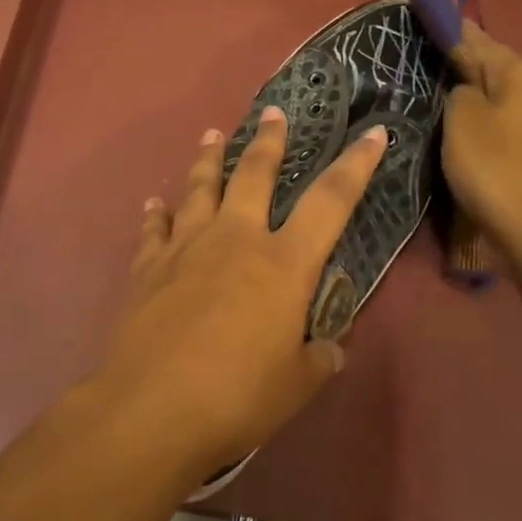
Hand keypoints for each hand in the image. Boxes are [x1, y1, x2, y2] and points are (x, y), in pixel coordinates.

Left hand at [97, 106, 388, 479]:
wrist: (153, 408)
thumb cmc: (238, 396)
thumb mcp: (298, 382)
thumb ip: (319, 357)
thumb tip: (330, 347)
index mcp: (283, 262)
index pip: (331, 200)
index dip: (357, 164)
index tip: (373, 131)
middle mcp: (237, 239)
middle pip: (255, 174)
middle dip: (268, 140)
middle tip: (272, 111)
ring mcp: (187, 248)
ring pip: (200, 188)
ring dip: (207, 158)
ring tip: (210, 135)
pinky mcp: (148, 267)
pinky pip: (155, 230)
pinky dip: (157, 214)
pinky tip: (155, 204)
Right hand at [440, 22, 521, 266]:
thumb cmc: (497, 168)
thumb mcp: (462, 121)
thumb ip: (458, 92)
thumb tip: (466, 89)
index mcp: (520, 73)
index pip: (477, 39)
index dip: (451, 28)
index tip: (429, 13)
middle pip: (494, 66)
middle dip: (463, 60)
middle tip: (427, 52)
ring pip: (501, 95)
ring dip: (474, 90)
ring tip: (441, 85)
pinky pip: (506, 120)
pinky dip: (486, 116)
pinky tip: (467, 123)